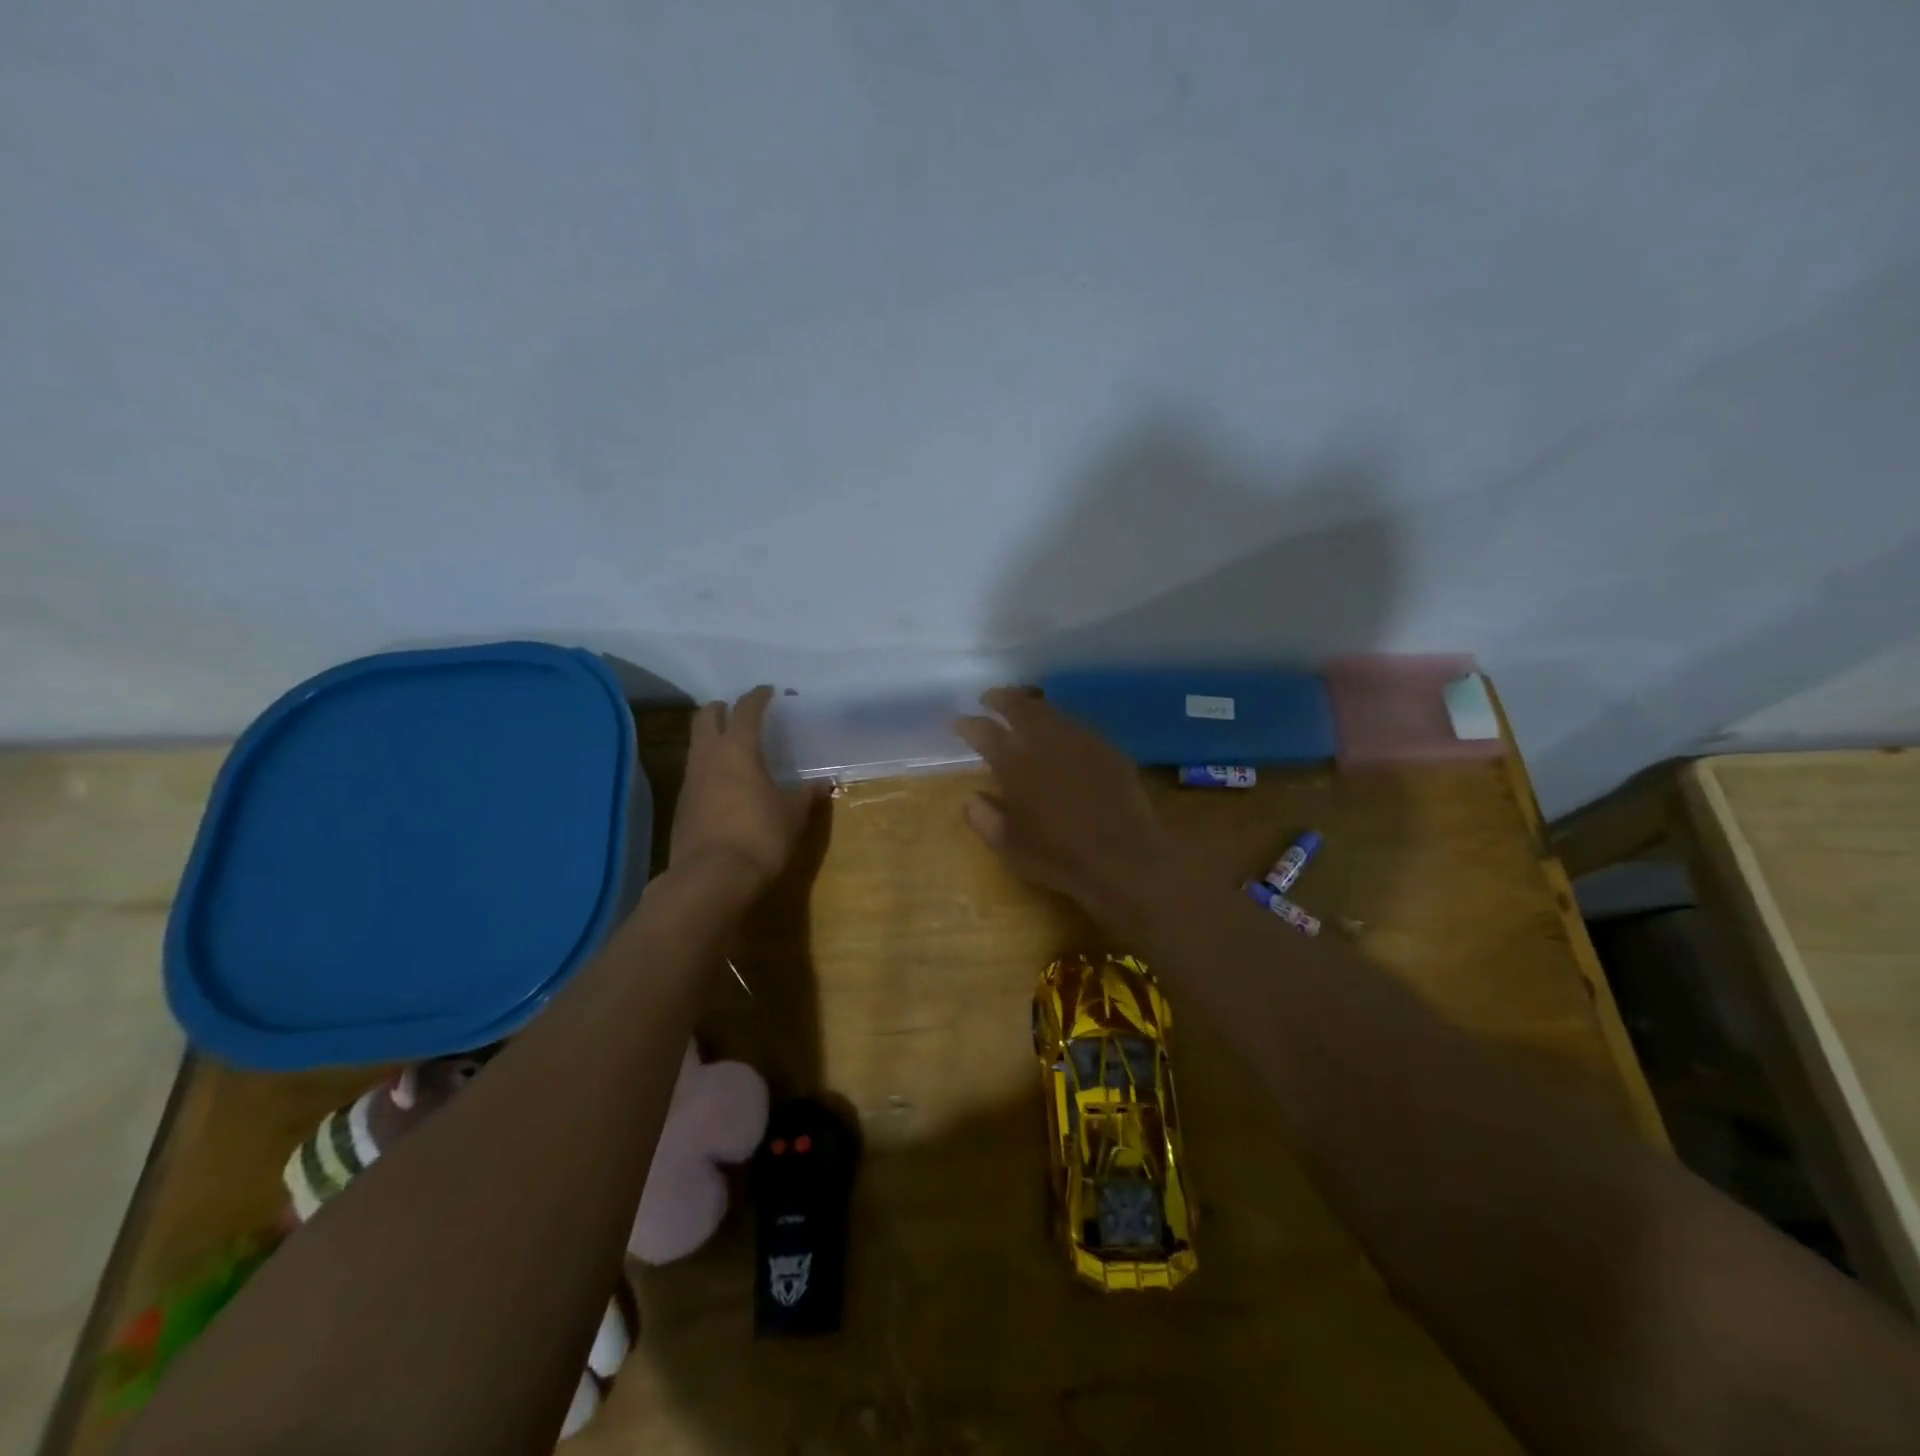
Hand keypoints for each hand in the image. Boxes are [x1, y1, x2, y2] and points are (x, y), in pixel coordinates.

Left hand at [670, 686, 825, 893]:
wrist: (711, 878)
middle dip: (722, 709)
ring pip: (696, 744)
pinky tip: (726, 783)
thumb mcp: (793, 814)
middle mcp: (708, 756)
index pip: (746, 710)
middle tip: (742, 714)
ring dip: (712, 738)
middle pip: (705, 717)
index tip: (769, 692)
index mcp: (738, 749)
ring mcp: (690, 780)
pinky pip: (695, 772)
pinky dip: (709, 767)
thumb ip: (807, 794)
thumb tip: (824, 783)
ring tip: (736, 748)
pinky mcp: (682, 805)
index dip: (758, 697)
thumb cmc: (760, 835)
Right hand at [954, 688, 1177, 926]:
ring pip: (1049, 709)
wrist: (1123, 857)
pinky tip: (1060, 734)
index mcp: (1013, 762)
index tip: (958, 723)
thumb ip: (984, 818)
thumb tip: (971, 799)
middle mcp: (1044, 740)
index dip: (967, 724)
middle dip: (999, 698)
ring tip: (1022, 709)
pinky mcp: (1106, 747)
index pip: (982, 731)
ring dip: (1030, 705)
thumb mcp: (1008, 845)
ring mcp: (1079, 739)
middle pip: (1017, 704)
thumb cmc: (1057, 855)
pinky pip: (1077, 725)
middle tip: (988, 699)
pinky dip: (1060, 723)